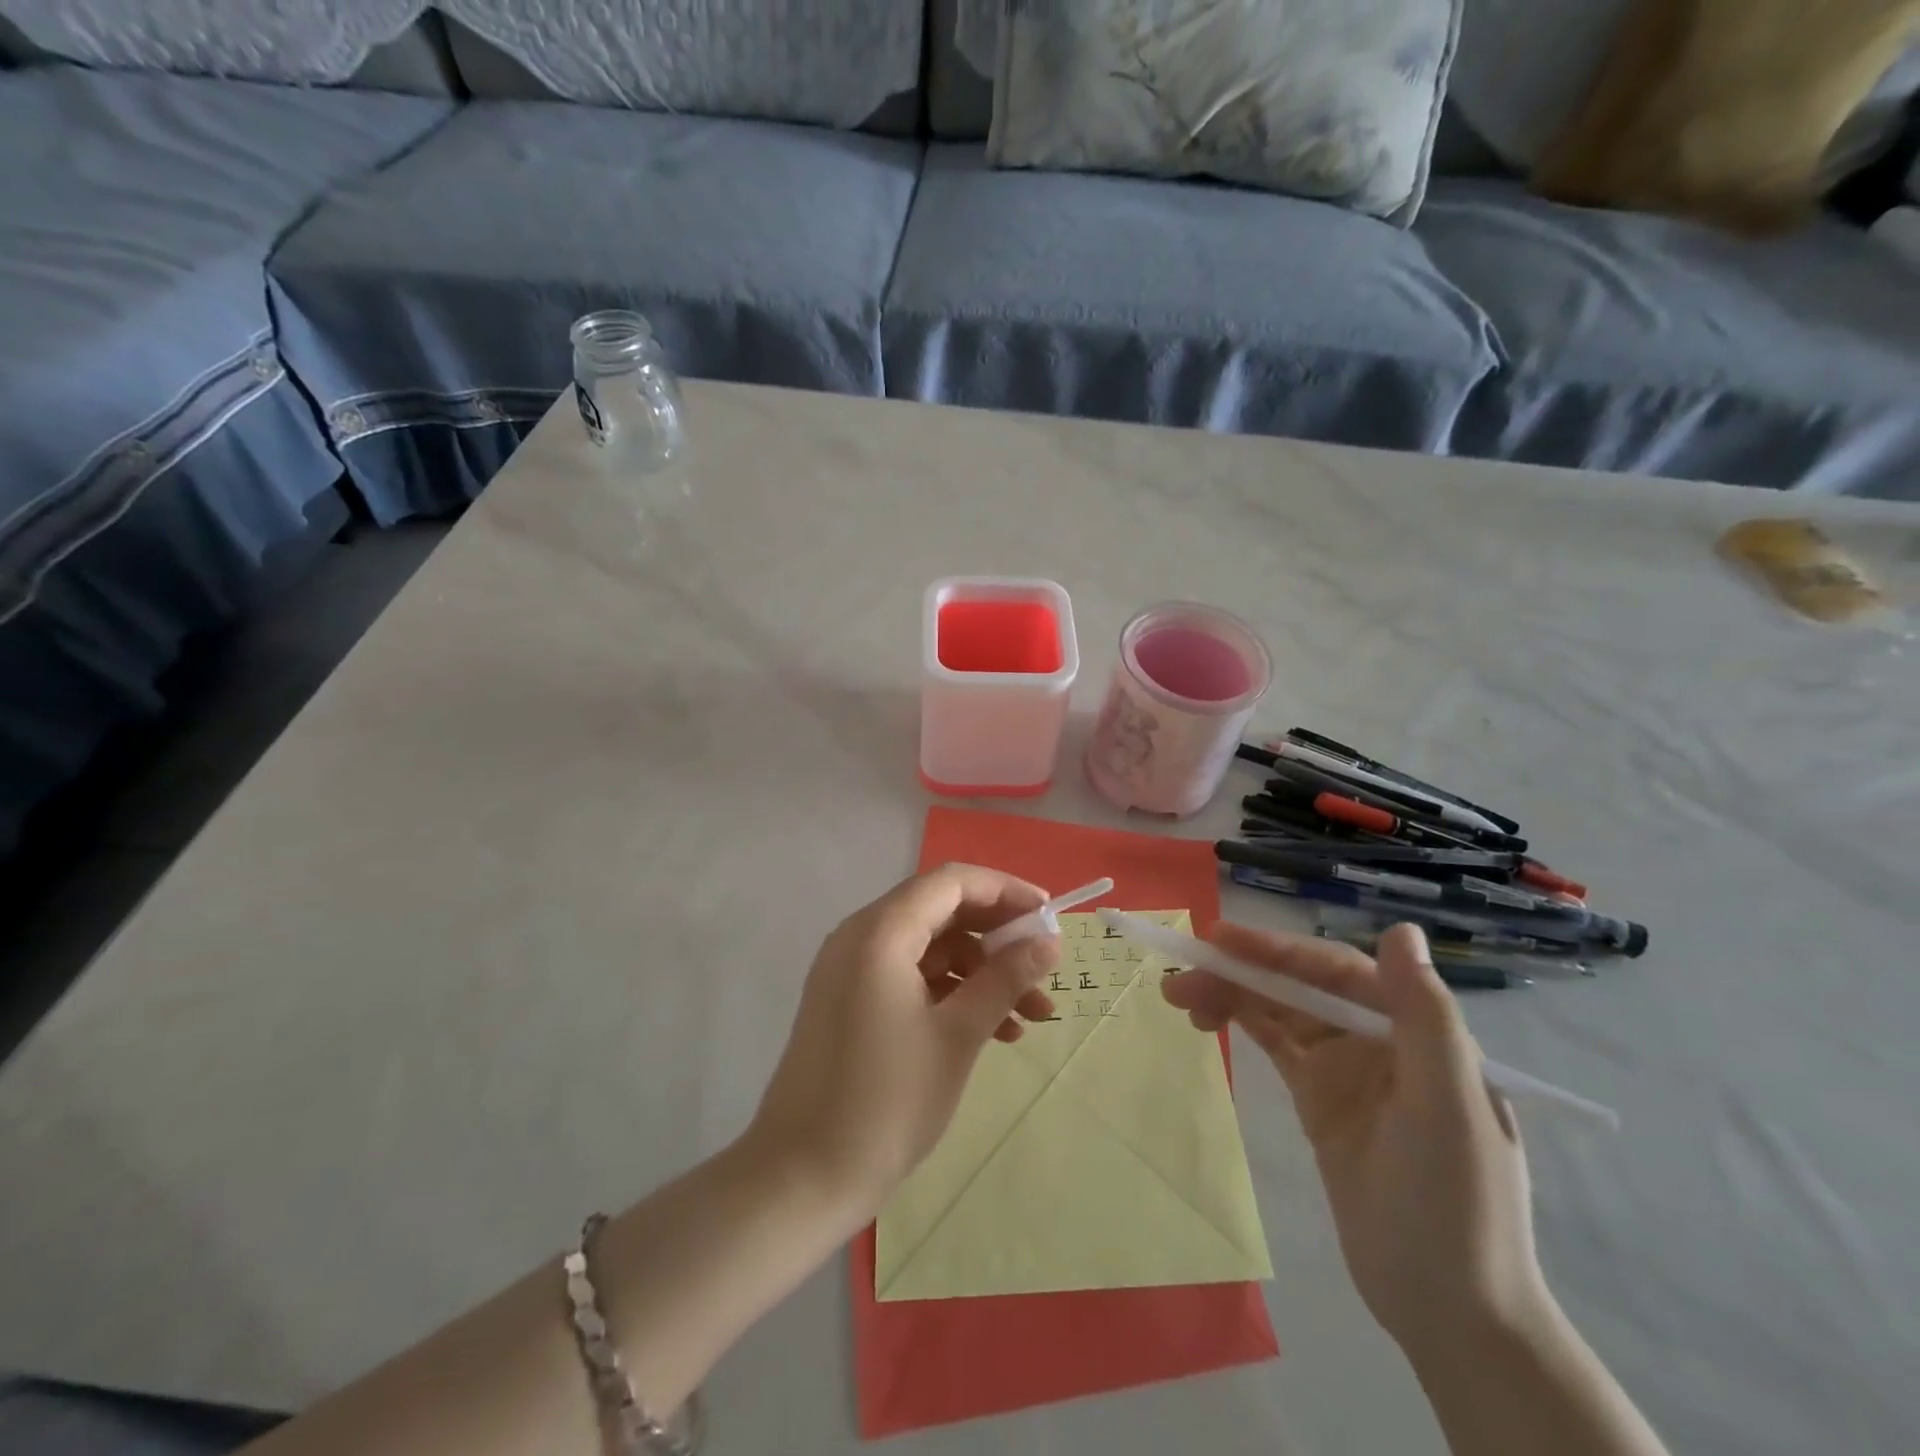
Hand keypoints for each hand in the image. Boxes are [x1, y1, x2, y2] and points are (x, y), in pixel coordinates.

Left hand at [747, 865, 1061, 1221]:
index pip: (952, 882)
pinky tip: (994, 1031)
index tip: (1049, 916)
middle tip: (1044, 967)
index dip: (1005, 891)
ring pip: (930, 948)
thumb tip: (1049, 942)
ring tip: (1032, 1016)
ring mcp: (851, 970)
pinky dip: (952, 993)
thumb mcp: (957, 1036)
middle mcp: (860, 937)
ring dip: (981, 972)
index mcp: (880, 932)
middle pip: (941, 911)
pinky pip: (910, 976)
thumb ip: (1005, 979)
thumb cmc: (886, 1101)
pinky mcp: (849, 1001)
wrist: (801, 1179)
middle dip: (998, 938)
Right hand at [1162, 922, 1553, 1358]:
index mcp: (1413, 1030)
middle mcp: (1378, 1037)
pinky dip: (1241, 1022)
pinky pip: (1275, 1043)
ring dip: (1231, 995)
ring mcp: (1346, 1069)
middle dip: (1241, 974)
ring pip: (1279, 1010)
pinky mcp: (1320, 1099)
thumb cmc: (1457, 1205)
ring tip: (1178, 996)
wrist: (1450, 1310)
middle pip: (1299, 987)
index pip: (1336, 970)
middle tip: (1180, 976)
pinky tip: (1208, 1017)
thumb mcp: (1449, 1109)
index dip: (1278, 950)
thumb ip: (1426, 1018)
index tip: (1219, 939)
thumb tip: (1402, 929)